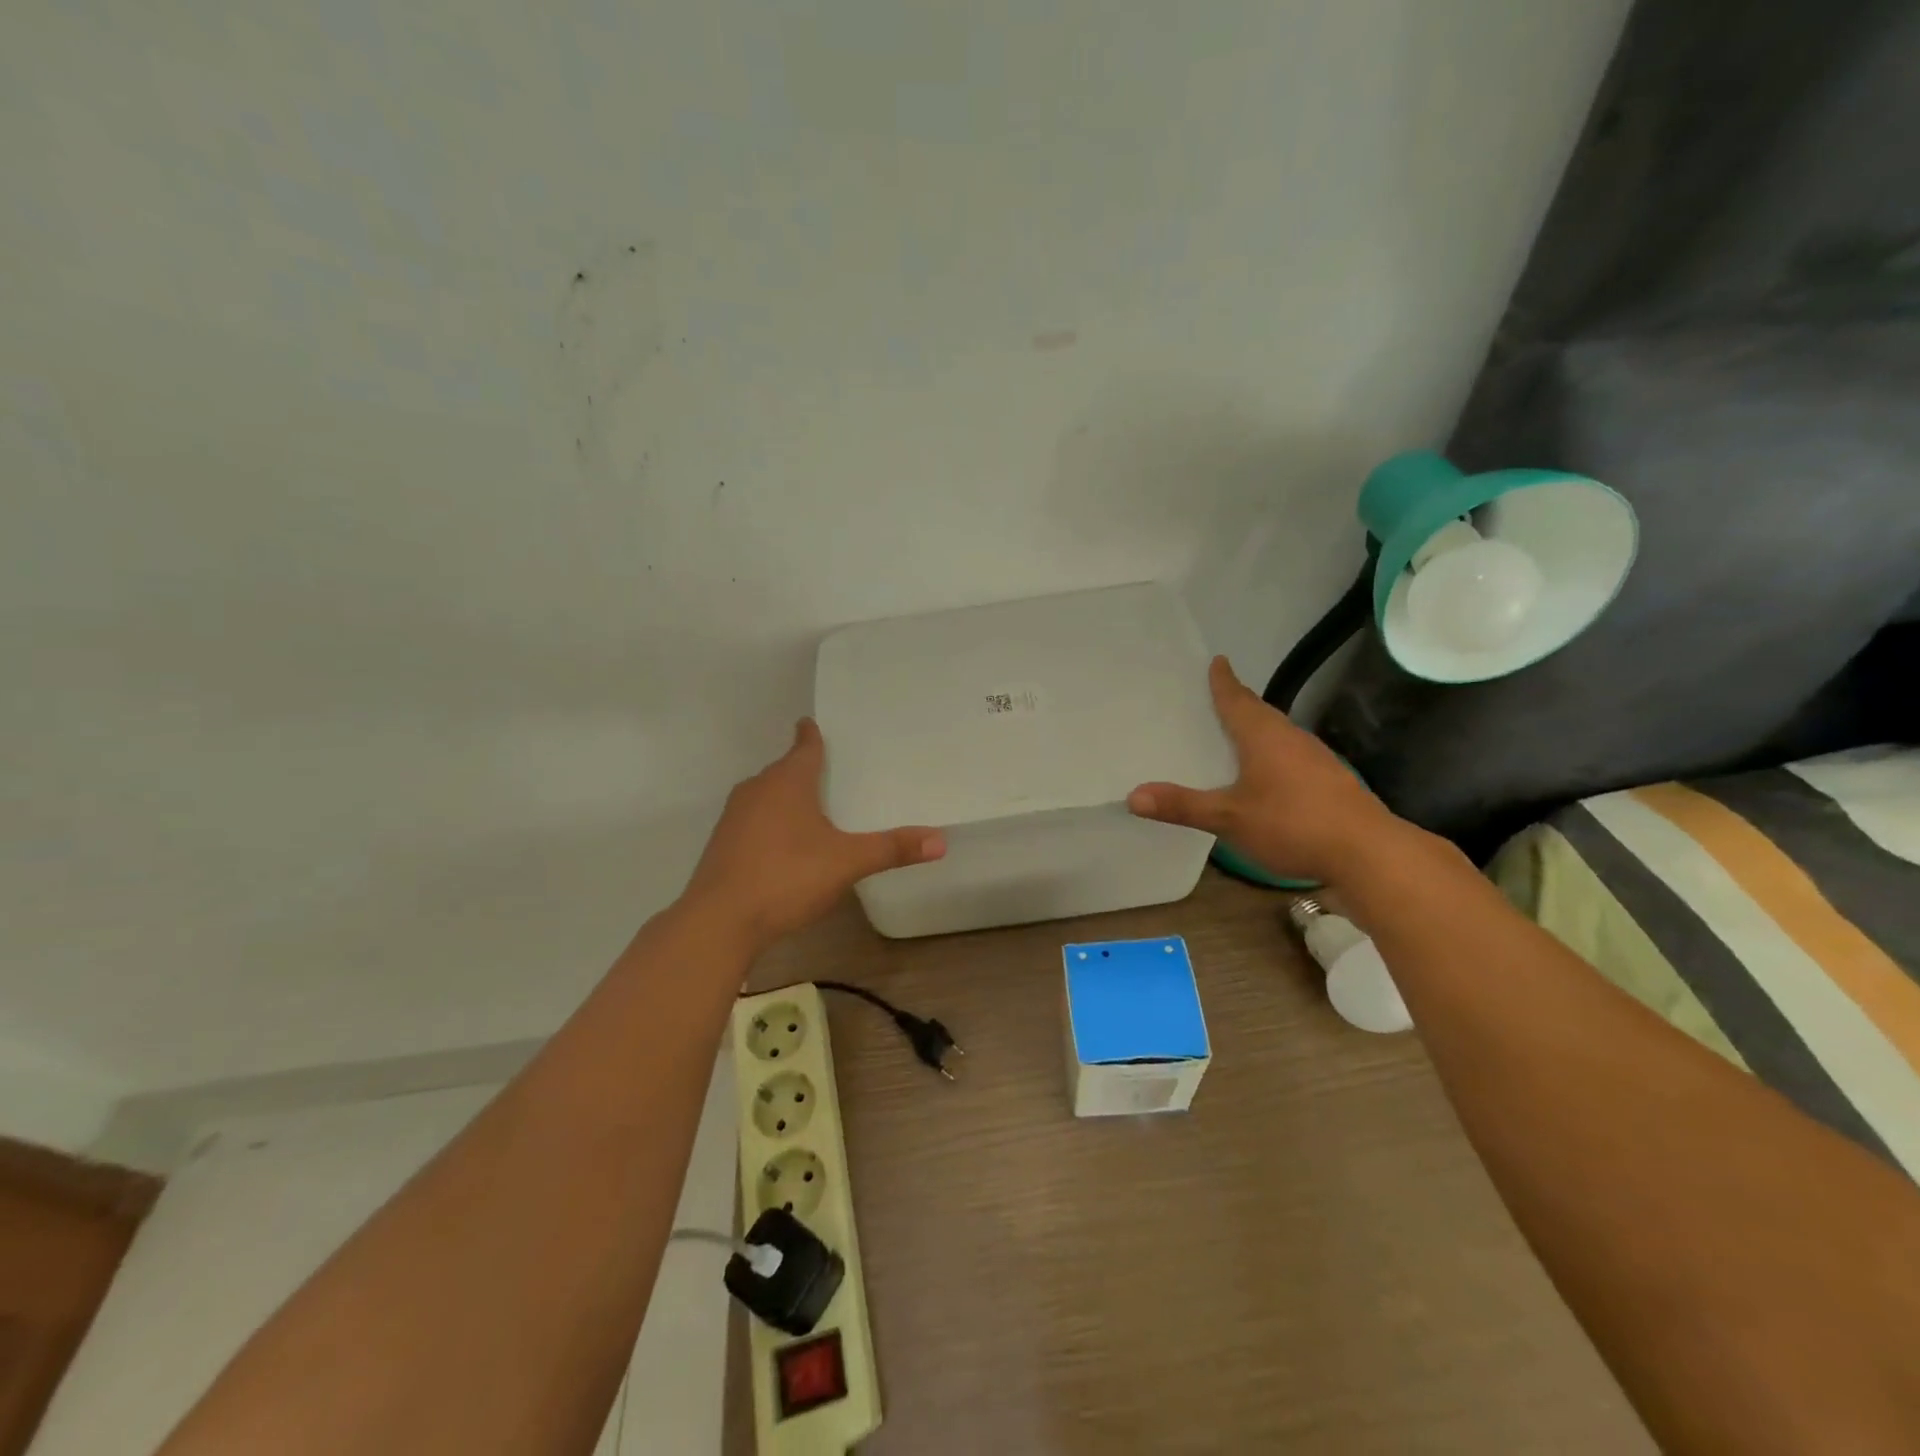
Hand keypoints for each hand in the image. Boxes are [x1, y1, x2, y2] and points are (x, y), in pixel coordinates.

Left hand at [685, 718, 945, 950]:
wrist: (719, 921)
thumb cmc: (787, 877)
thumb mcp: (847, 863)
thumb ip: (892, 849)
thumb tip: (941, 840)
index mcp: (787, 782)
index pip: (804, 746)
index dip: (812, 735)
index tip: (813, 723)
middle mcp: (757, 790)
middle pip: (784, 770)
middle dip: (803, 769)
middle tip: (830, 771)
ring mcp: (734, 817)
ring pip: (765, 796)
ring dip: (785, 798)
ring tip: (811, 808)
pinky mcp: (722, 845)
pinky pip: (753, 821)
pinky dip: (770, 824)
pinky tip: (784, 846)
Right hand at [1127, 656, 1406, 885]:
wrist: (1368, 853)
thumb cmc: (1293, 824)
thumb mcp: (1229, 818)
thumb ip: (1182, 806)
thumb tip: (1132, 796)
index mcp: (1264, 736)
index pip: (1238, 699)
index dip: (1224, 682)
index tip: (1218, 660)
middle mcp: (1292, 739)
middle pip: (1261, 714)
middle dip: (1239, 704)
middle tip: (1218, 697)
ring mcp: (1317, 760)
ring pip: (1279, 736)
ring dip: (1258, 731)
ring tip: (1237, 735)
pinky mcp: (1331, 782)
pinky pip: (1293, 757)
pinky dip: (1274, 757)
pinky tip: (1268, 776)